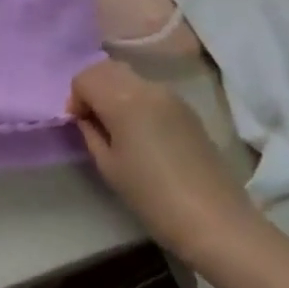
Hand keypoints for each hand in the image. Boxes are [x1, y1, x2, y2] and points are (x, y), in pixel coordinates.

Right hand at [68, 59, 258, 263]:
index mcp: (123, 99)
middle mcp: (147, 87)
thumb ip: (91, 133)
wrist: (214, 219)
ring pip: (129, 77)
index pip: (85, 77)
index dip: (75, 98)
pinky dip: (134, 99)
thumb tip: (86, 117)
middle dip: (92, 87)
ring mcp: (171, 96)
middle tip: (91, 120)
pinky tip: (139, 131)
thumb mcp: (108, 166)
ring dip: (113, 91)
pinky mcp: (187, 109)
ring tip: (114, 127)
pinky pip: (150, 91)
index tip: (78, 124)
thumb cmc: (151, 195)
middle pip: (107, 68)